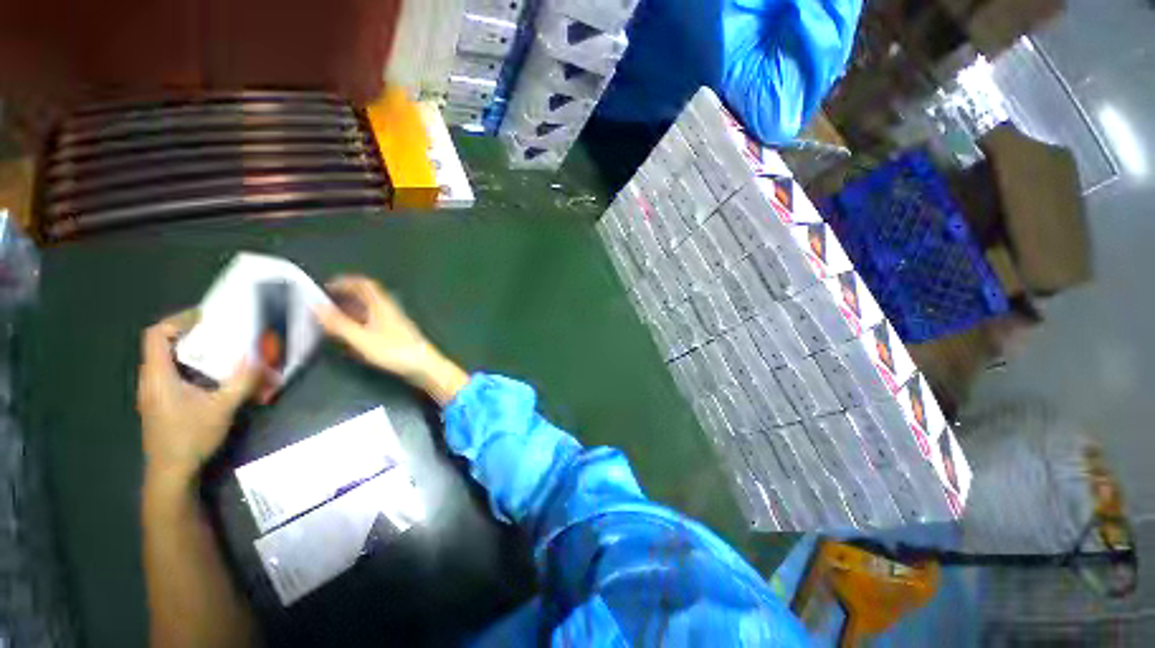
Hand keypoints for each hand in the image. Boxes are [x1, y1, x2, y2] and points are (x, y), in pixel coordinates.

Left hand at [137, 311, 259, 485]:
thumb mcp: (222, 408)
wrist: (171, 472)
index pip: (155, 335)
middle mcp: (150, 379)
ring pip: (167, 360)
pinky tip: (212, 379)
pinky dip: (190, 368)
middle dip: (191, 335)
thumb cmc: (190, 437)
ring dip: (192, 352)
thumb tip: (260, 356)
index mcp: (158, 375)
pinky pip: (172, 374)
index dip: (177, 321)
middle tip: (221, 334)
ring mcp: (153, 392)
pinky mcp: (160, 402)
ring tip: (220, 354)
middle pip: (162, 345)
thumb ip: (241, 381)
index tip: (206, 319)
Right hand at [316, 275, 468, 404]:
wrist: (424, 365)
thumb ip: (338, 324)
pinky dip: (360, 321)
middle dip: (346, 295)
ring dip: (352, 309)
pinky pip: (374, 321)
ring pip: (370, 309)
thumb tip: (315, 306)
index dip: (346, 282)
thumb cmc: (394, 351)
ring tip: (332, 317)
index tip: (326, 286)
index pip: (365, 284)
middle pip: (367, 296)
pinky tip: (351, 333)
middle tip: (325, 302)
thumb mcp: (362, 339)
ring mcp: (393, 322)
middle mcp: (389, 310)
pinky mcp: (396, 334)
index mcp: (382, 305)